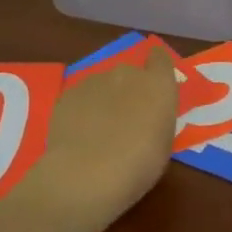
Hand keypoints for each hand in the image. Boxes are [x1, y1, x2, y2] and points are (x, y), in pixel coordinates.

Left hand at [27, 46, 178, 226]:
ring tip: (99, 130)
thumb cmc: (140, 163)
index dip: (157, 64)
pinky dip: (83, 110)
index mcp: (158, 85)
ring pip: (103, 85)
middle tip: (126, 118)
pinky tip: (80, 135)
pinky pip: (81, 98)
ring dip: (105, 100)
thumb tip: (146, 115)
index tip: (155, 77)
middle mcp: (127, 74)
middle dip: (129, 90)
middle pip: (130, 74)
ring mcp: (94, 81)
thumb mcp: (164, 142)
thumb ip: (157, 118)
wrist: (87, 173)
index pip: (160, 58)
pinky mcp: (68, 94)